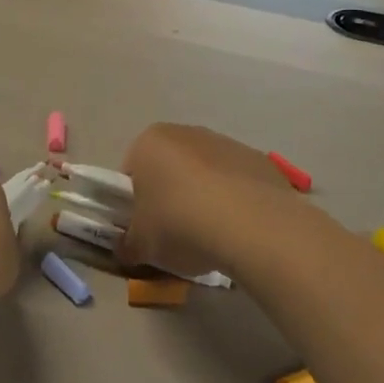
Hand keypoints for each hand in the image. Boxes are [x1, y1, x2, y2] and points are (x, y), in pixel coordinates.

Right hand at [116, 124, 295, 282]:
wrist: (252, 226)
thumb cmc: (181, 225)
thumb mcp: (142, 246)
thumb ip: (127, 246)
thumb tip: (125, 249)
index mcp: (149, 143)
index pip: (131, 172)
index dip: (134, 203)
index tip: (144, 229)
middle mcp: (186, 133)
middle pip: (169, 168)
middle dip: (170, 198)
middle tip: (175, 235)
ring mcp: (226, 143)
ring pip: (205, 174)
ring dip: (204, 199)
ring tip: (211, 237)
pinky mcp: (258, 159)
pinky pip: (236, 183)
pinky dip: (235, 202)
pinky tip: (239, 230)